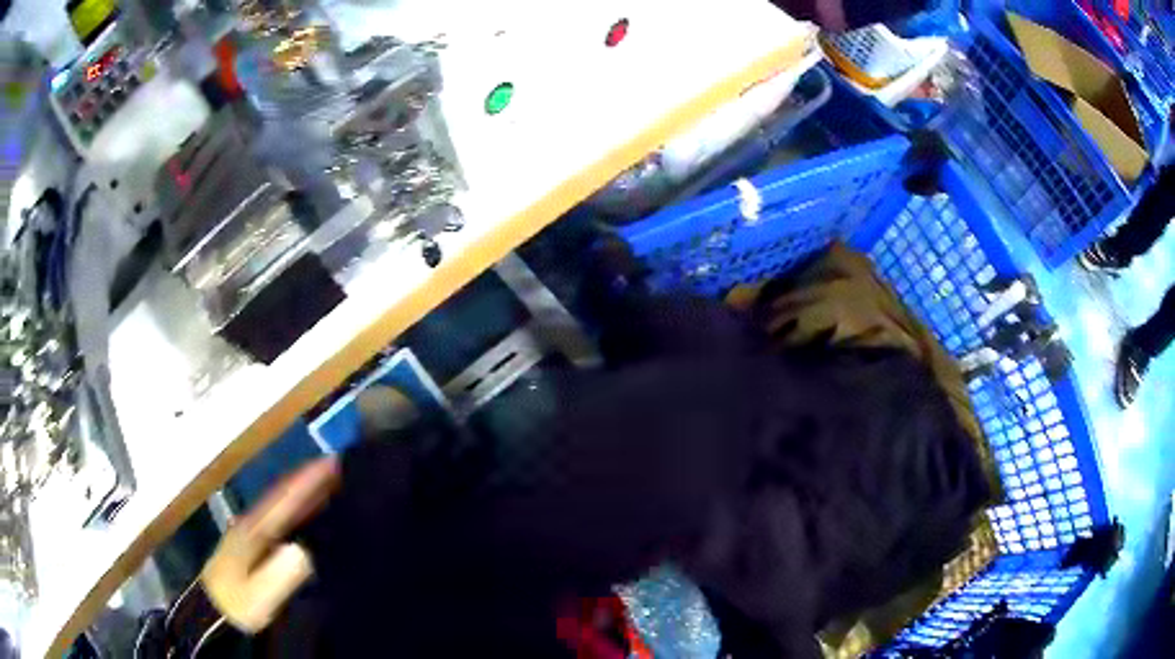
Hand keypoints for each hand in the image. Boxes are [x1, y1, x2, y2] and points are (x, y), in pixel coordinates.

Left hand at [201, 457, 339, 632]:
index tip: (336, 463)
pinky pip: (279, 519)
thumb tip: (304, 550)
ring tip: (333, 486)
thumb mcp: (258, 597)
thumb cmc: (237, 606)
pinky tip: (309, 516)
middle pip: (282, 495)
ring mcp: (250, 533)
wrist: (212, 616)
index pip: (283, 498)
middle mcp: (251, 523)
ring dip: (304, 493)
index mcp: (252, 530)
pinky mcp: (252, 545)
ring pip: (280, 505)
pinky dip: (296, 510)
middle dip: (309, 480)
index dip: (308, 480)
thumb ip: (279, 574)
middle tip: (342, 469)